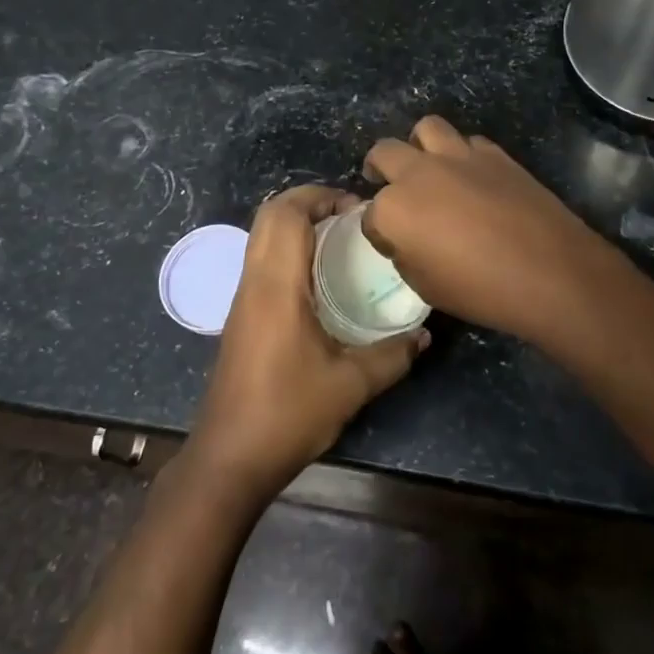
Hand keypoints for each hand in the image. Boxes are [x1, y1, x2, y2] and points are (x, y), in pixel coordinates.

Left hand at [187, 185, 426, 505]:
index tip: (358, 207)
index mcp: (276, 286)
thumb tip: (424, 334)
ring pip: (262, 236)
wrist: (229, 458)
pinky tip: (321, 279)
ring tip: (341, 241)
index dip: (320, 196)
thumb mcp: (352, 385)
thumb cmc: (289, 414)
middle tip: (351, 216)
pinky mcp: (241, 317)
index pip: (286, 213)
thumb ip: (393, 354)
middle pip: (269, 215)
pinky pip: (262, 261)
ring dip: (297, 225)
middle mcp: (253, 282)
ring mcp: (242, 299)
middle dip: (308, 202)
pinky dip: (289, 249)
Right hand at [362, 116, 631, 351]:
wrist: (550, 272)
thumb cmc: (481, 290)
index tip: (389, 242)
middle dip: (378, 168)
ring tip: (428, 165)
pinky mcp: (494, 154)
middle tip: (384, 182)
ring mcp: (458, 157)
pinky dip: (462, 155)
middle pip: (384, 153)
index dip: (377, 230)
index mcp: (394, 209)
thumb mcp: (426, 286)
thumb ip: (406, 254)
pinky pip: (468, 142)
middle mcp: (419, 173)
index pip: (369, 215)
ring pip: (426, 128)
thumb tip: (406, 238)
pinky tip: (471, 176)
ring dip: (420, 146)